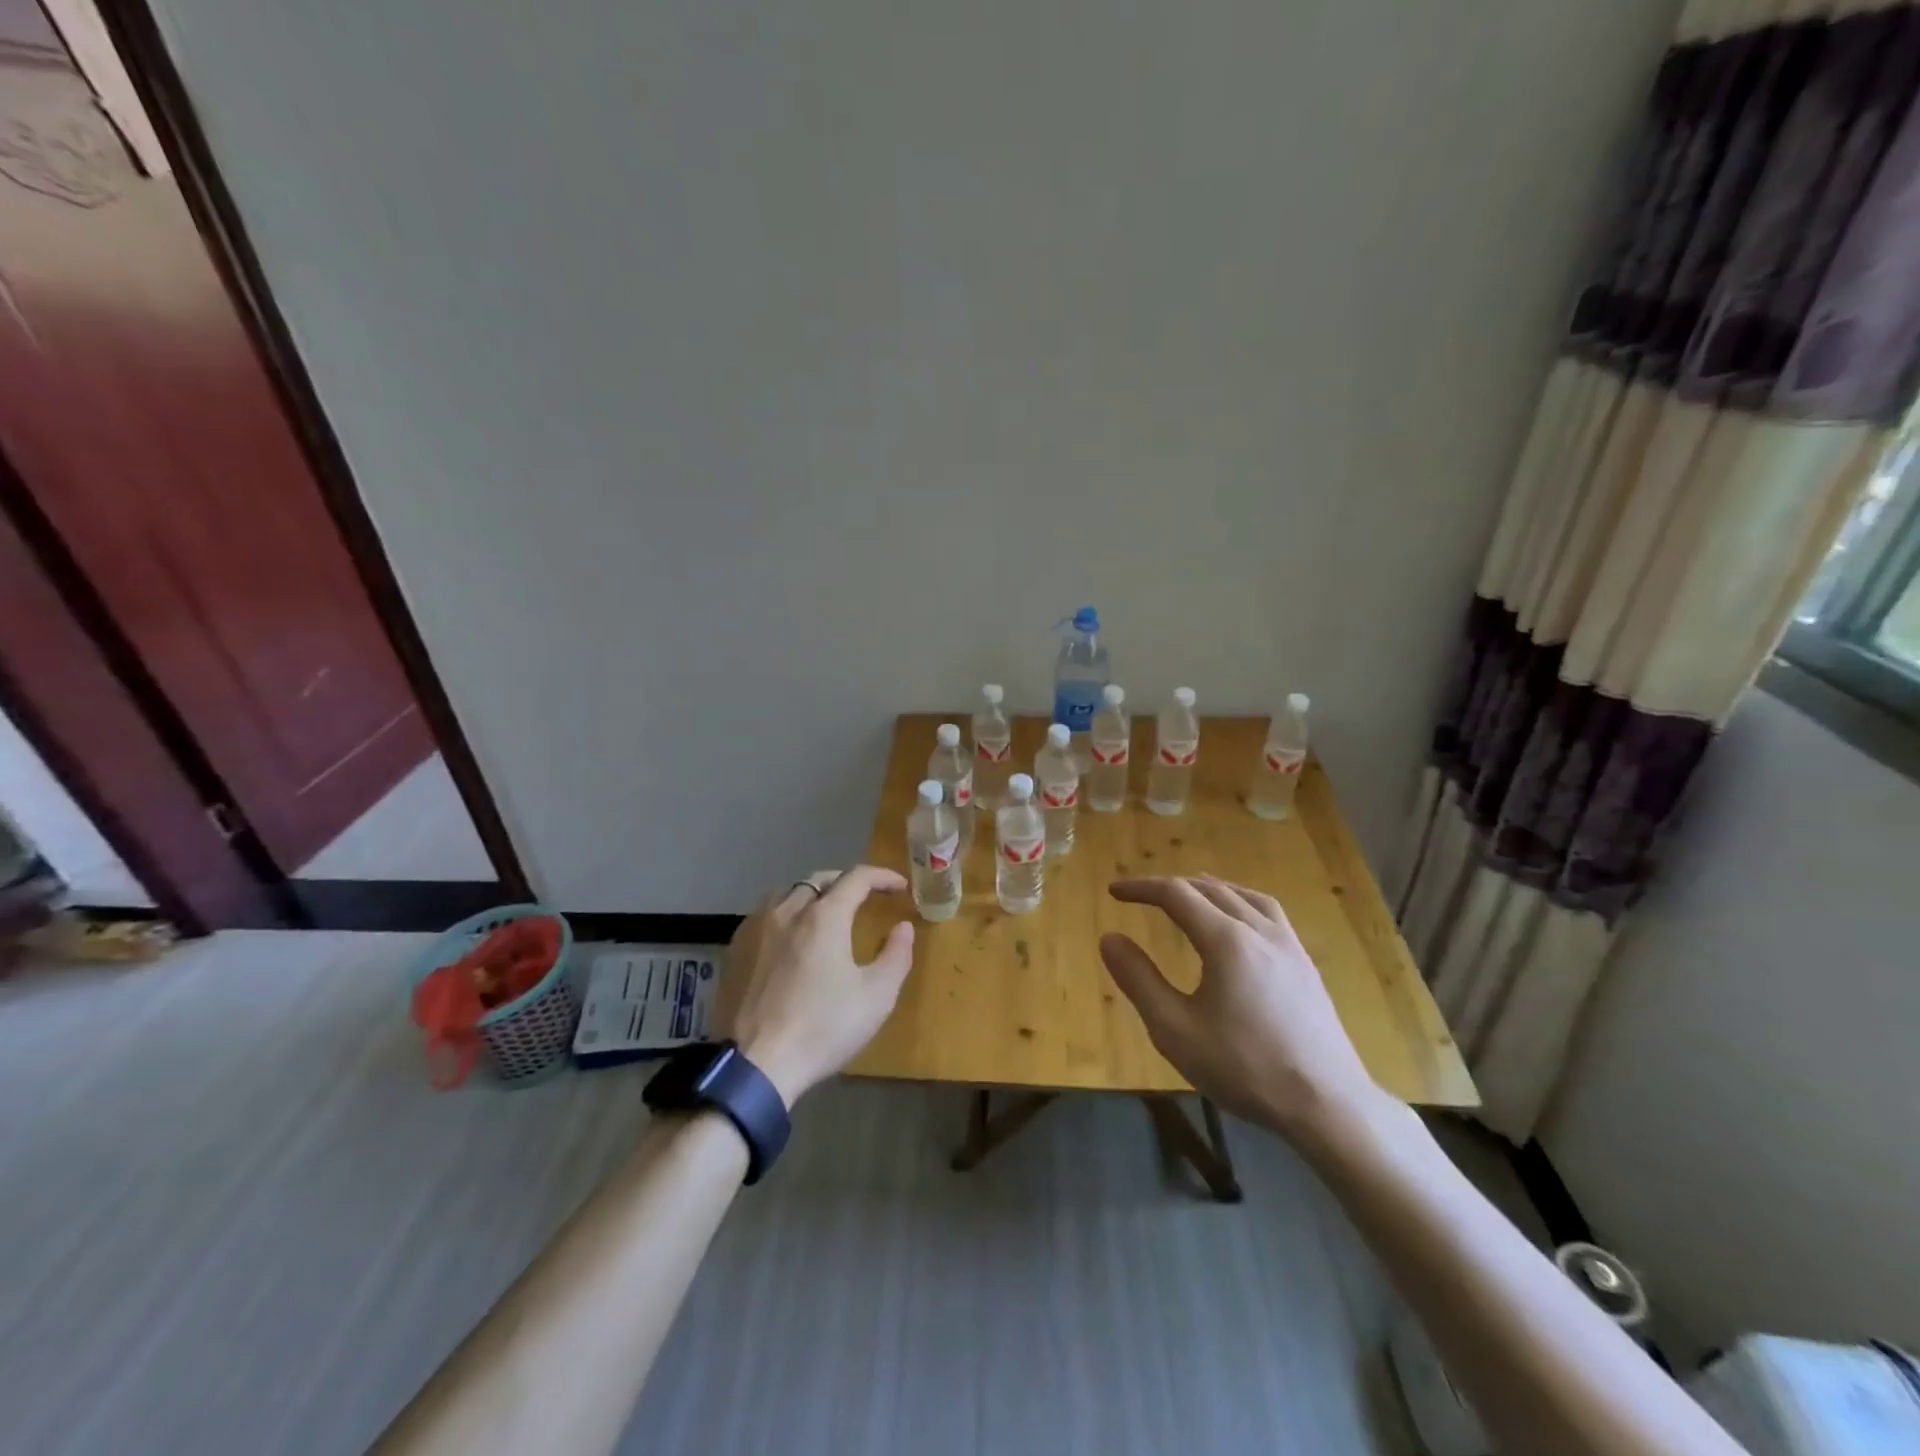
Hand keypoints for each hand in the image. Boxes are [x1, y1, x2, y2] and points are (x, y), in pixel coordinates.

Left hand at [714, 866, 916, 1106]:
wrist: (755, 1066)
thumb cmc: (823, 1028)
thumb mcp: (876, 996)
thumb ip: (896, 955)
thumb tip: (903, 927)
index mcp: (824, 916)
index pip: (856, 878)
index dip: (882, 876)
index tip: (900, 887)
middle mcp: (787, 910)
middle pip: (819, 880)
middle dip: (846, 882)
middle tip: (865, 896)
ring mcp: (755, 928)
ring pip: (787, 893)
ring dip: (812, 894)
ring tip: (825, 912)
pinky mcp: (734, 950)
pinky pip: (764, 915)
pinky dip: (785, 914)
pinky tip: (789, 938)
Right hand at [1099, 876, 1380, 1142]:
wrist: (1328, 1105)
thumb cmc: (1245, 1068)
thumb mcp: (1175, 1030)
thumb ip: (1139, 980)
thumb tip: (1109, 938)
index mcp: (1226, 940)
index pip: (1176, 894)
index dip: (1141, 888)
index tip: (1114, 892)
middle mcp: (1259, 930)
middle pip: (1210, 889)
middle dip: (1171, 887)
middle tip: (1141, 895)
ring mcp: (1289, 945)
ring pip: (1244, 896)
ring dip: (1209, 888)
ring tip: (1190, 893)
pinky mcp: (1306, 965)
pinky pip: (1269, 913)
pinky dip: (1242, 901)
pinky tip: (1240, 923)